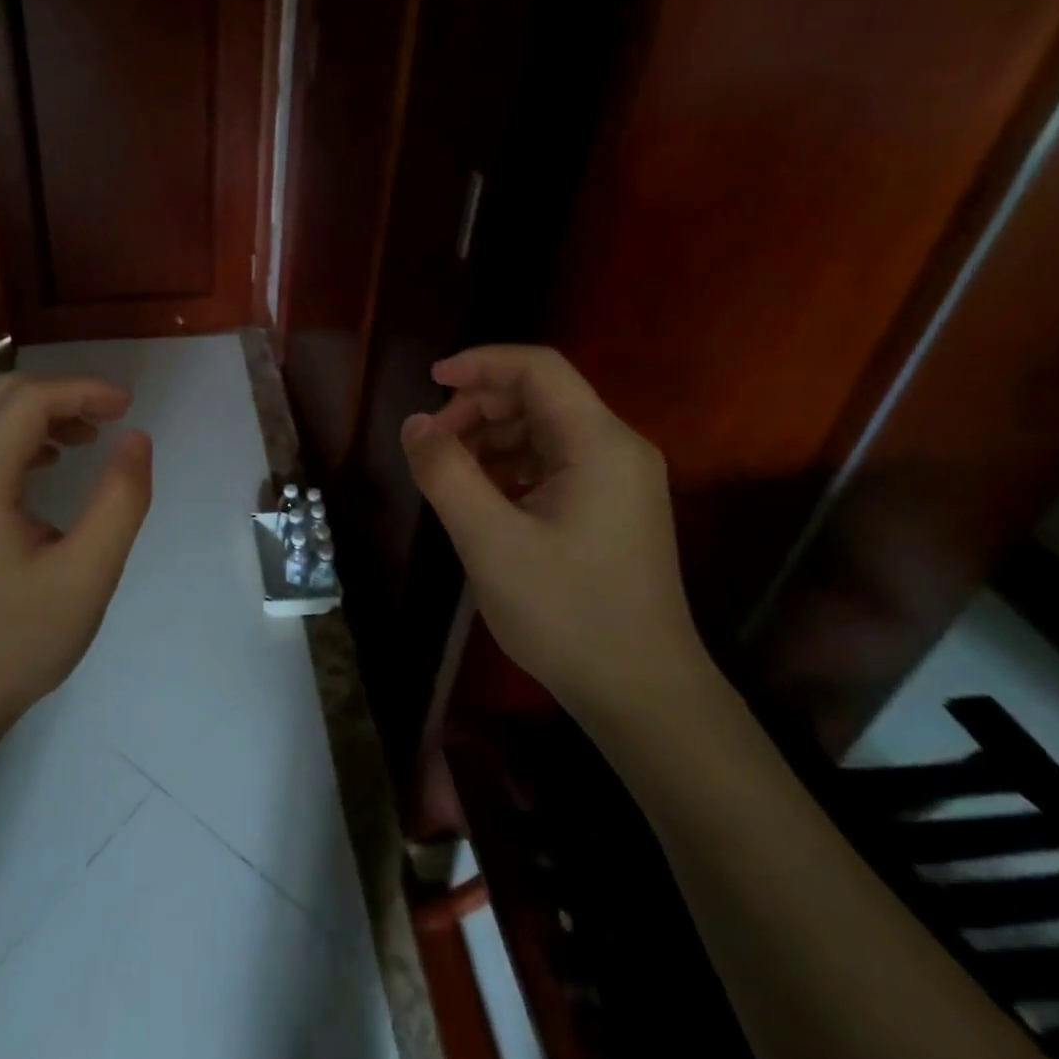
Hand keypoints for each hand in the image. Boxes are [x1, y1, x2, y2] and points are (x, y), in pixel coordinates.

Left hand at [0, 373, 153, 736]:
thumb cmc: (13, 644)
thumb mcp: (86, 576)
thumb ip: (120, 500)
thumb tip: (137, 440)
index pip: (29, 400)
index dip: (84, 391)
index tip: (129, 407)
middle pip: (1, 395)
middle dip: (62, 394)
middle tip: (112, 417)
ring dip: (38, 414)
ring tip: (87, 438)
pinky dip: (14, 439)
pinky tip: (45, 466)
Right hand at [400, 345, 710, 724]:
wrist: (643, 695)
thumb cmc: (566, 613)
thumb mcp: (489, 540)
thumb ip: (445, 472)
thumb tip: (415, 424)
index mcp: (599, 443)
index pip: (538, 368)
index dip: (481, 363)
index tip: (431, 381)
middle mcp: (618, 449)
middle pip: (541, 396)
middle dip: (480, 407)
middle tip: (433, 442)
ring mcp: (620, 481)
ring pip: (545, 431)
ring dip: (492, 438)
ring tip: (450, 473)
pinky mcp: (612, 509)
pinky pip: (554, 465)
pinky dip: (511, 467)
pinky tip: (482, 498)